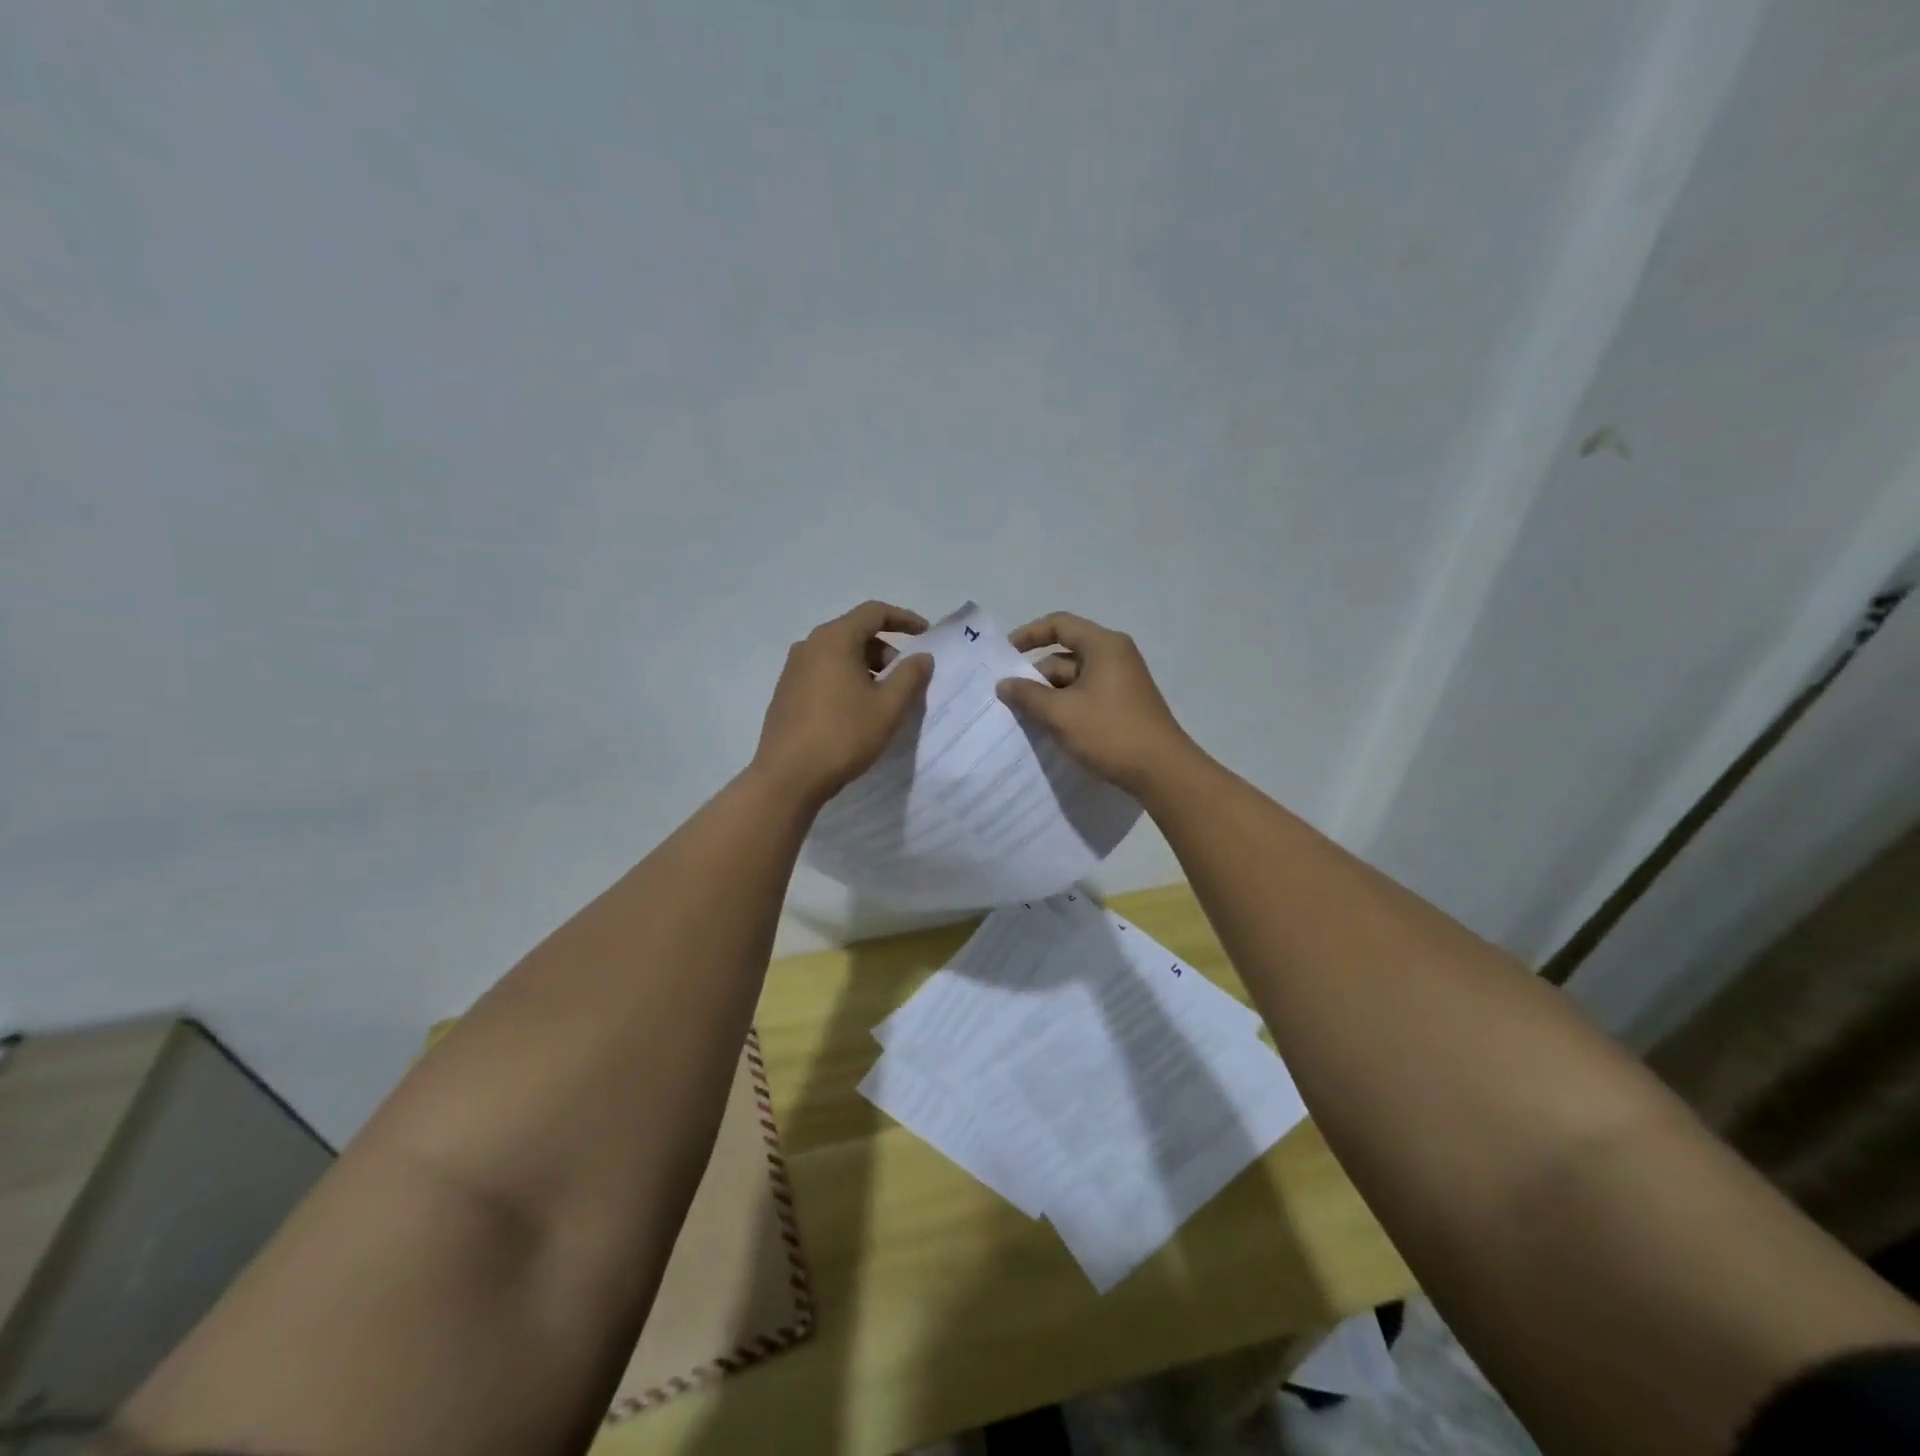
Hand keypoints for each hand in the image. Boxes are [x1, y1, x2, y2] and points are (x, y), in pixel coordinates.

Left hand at [753, 600, 933, 803]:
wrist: (788, 777)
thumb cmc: (843, 736)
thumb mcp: (888, 707)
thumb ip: (911, 676)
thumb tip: (922, 657)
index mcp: (834, 639)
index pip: (874, 612)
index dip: (904, 619)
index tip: (926, 635)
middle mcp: (809, 646)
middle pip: (855, 632)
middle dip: (886, 649)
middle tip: (905, 677)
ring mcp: (793, 669)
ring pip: (838, 654)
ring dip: (866, 666)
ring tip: (883, 698)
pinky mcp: (786, 692)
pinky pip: (823, 673)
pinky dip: (846, 679)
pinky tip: (856, 711)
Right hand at [996, 612, 1195, 793]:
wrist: (1162, 771)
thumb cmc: (1110, 733)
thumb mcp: (1061, 714)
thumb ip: (1028, 695)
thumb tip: (1004, 684)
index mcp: (1103, 646)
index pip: (1059, 625)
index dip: (1028, 635)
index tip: (1004, 655)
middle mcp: (1114, 656)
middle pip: (1065, 655)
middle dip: (1036, 676)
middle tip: (1008, 700)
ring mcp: (1121, 682)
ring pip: (1074, 680)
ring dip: (1049, 696)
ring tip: (1023, 718)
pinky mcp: (1123, 705)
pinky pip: (1086, 697)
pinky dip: (1066, 707)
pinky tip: (1049, 729)